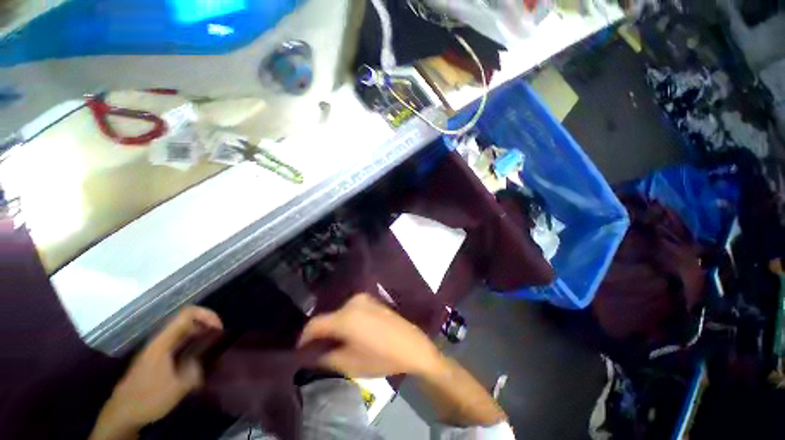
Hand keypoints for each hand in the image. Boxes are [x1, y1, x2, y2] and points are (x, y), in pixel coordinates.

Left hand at [90, 307, 222, 439]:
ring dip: (199, 336)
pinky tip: (196, 361)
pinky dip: (191, 345)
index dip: (206, 314)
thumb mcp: (177, 386)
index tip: (219, 328)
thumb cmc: (149, 397)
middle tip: (218, 339)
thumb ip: (197, 368)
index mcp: (163, 341)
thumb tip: (209, 357)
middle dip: (206, 326)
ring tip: (210, 350)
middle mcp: (160, 341)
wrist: (122, 413)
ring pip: (182, 333)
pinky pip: (178, 344)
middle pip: (186, 321)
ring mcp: (157, 350)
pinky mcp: (156, 359)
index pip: (187, 313)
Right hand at [298, 294, 442, 377]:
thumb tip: (311, 354)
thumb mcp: (349, 363)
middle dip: (321, 333)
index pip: (315, 324)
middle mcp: (353, 302)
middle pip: (328, 317)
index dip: (304, 338)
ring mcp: (365, 299)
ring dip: (334, 326)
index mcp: (345, 317)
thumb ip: (325, 357)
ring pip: (340, 313)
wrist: (412, 345)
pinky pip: (351, 310)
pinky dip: (346, 320)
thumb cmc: (381, 357)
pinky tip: (351, 333)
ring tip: (335, 343)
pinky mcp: (373, 301)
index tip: (301, 351)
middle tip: (319, 350)